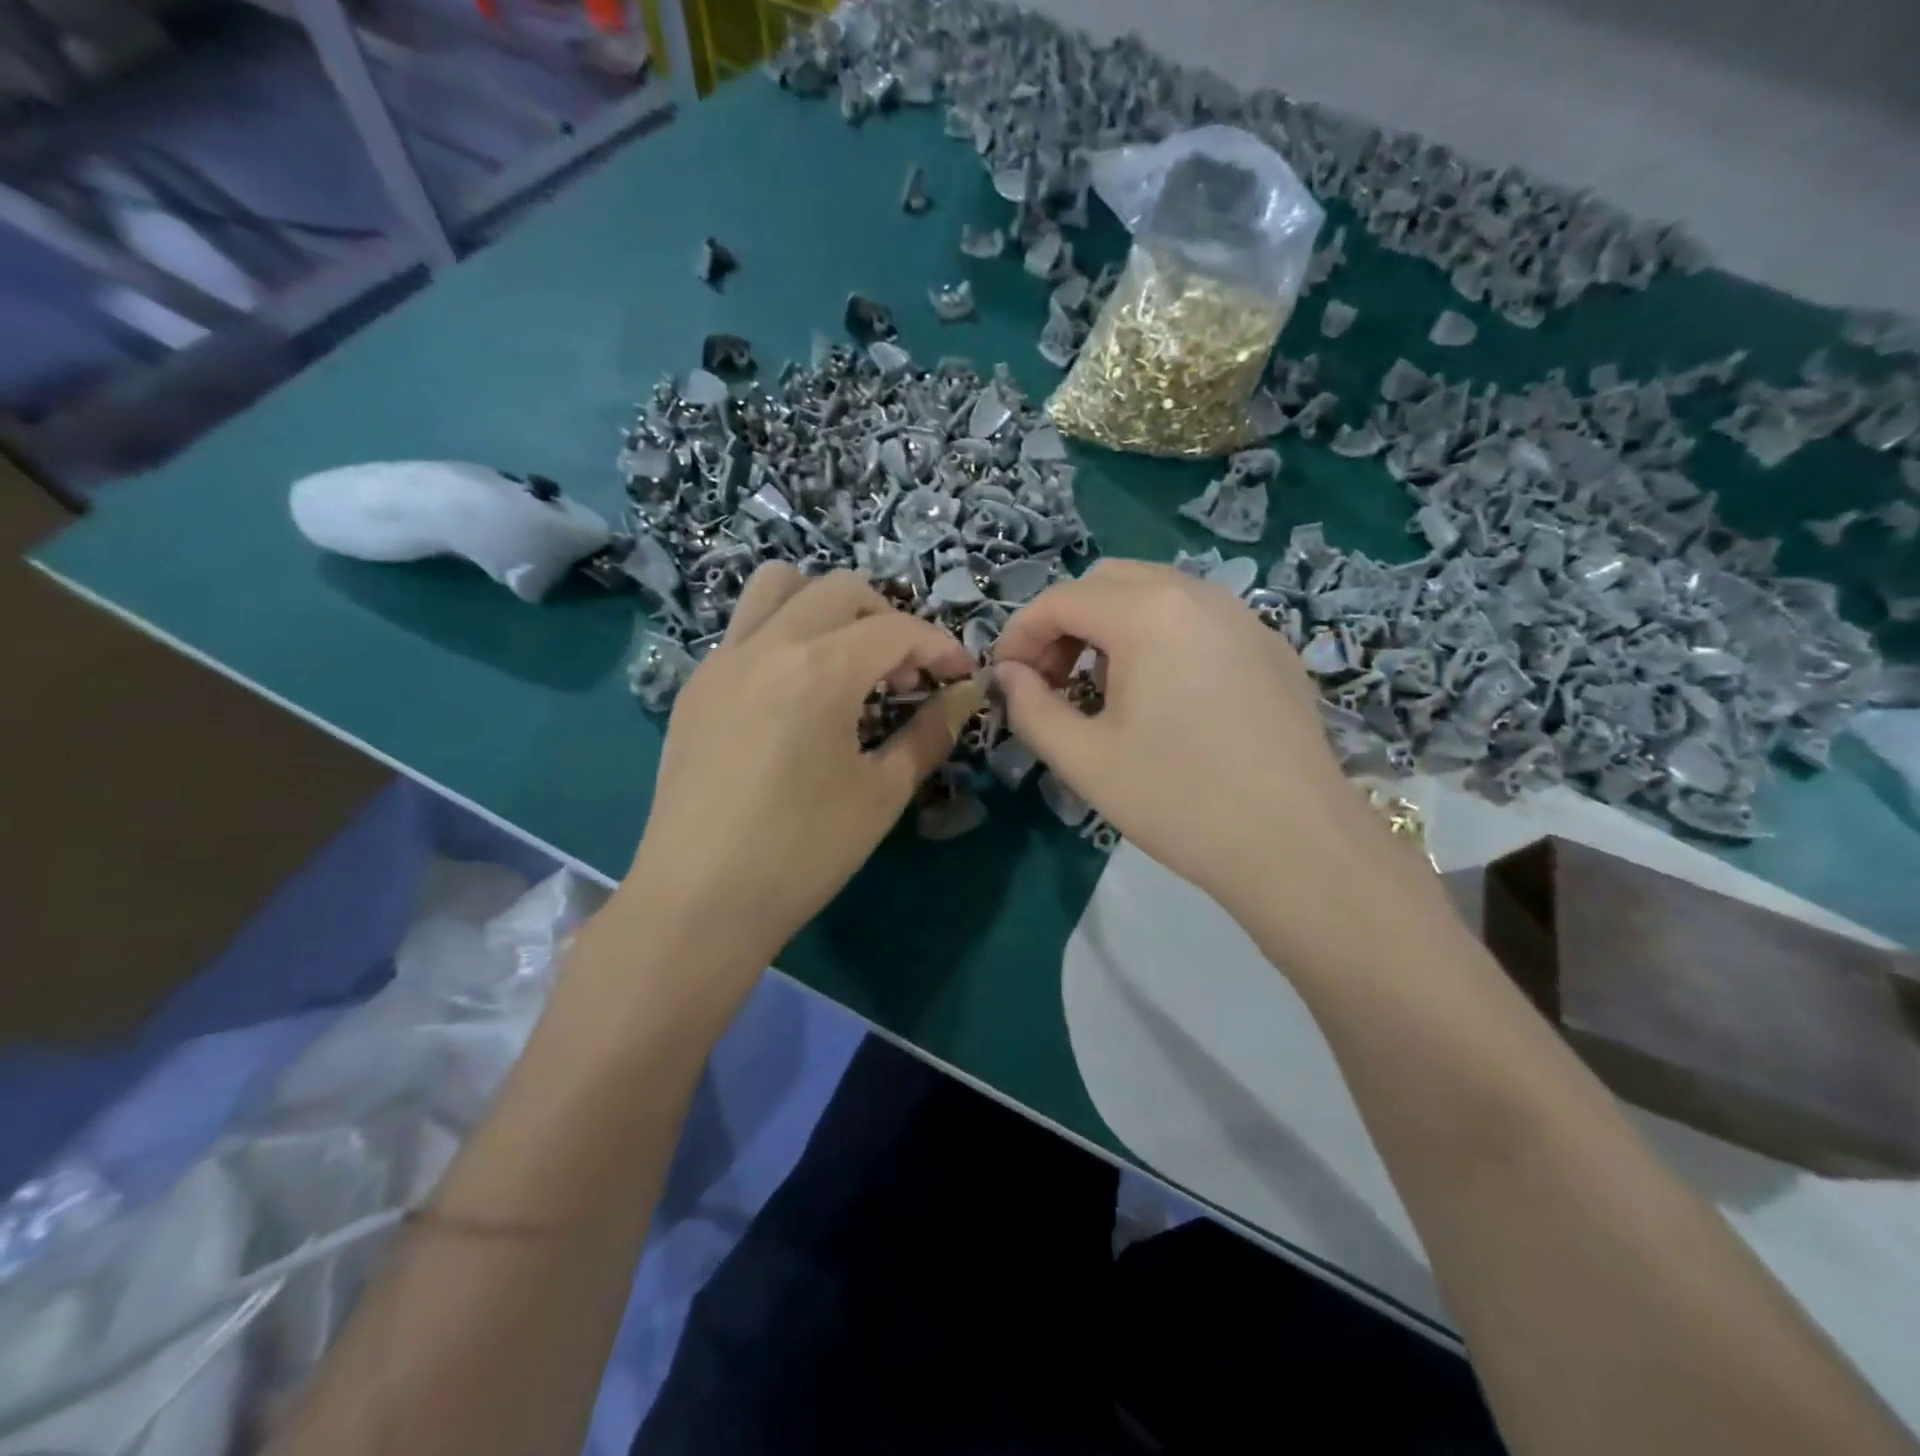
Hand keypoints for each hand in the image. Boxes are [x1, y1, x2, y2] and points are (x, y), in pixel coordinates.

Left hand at [618, 565, 980, 993]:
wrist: (699, 902)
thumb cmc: (803, 853)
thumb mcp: (881, 794)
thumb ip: (929, 733)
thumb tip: (964, 695)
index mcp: (818, 671)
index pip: (894, 629)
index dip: (939, 645)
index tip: (960, 675)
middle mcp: (765, 646)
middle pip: (839, 590)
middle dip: (887, 618)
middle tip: (905, 673)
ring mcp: (721, 662)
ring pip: (777, 587)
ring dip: (826, 607)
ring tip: (847, 661)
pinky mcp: (695, 687)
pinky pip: (746, 628)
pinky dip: (785, 634)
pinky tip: (798, 695)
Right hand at [993, 559, 1402, 943]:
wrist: (1297, 845)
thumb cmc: (1179, 801)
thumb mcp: (1084, 760)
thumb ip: (1031, 707)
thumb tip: (1008, 675)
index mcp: (1149, 614)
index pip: (1061, 599)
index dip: (1020, 634)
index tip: (1005, 677)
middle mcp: (1198, 596)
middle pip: (1107, 582)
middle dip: (1065, 623)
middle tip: (1050, 681)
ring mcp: (1243, 618)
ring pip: (1156, 595)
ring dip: (1111, 628)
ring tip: (1102, 692)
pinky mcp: (1270, 648)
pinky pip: (1197, 620)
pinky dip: (1159, 638)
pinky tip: (1163, 699)